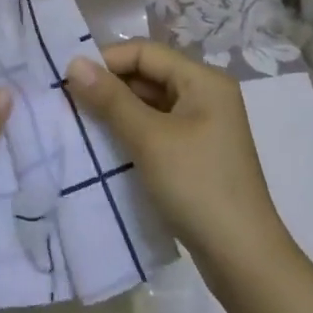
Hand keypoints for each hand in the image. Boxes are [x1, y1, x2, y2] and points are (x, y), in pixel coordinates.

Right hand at [66, 41, 292, 289]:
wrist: (243, 259)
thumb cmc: (197, 186)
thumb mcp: (149, 139)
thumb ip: (110, 99)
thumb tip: (74, 62)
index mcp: (203, 80)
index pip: (145, 52)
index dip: (106, 61)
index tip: (69, 80)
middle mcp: (206, 95)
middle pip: (148, 75)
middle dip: (109, 87)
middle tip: (68, 103)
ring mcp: (203, 126)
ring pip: (150, 104)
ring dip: (117, 112)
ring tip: (80, 125)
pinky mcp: (196, 154)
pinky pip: (156, 129)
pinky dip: (131, 133)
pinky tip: (105, 148)